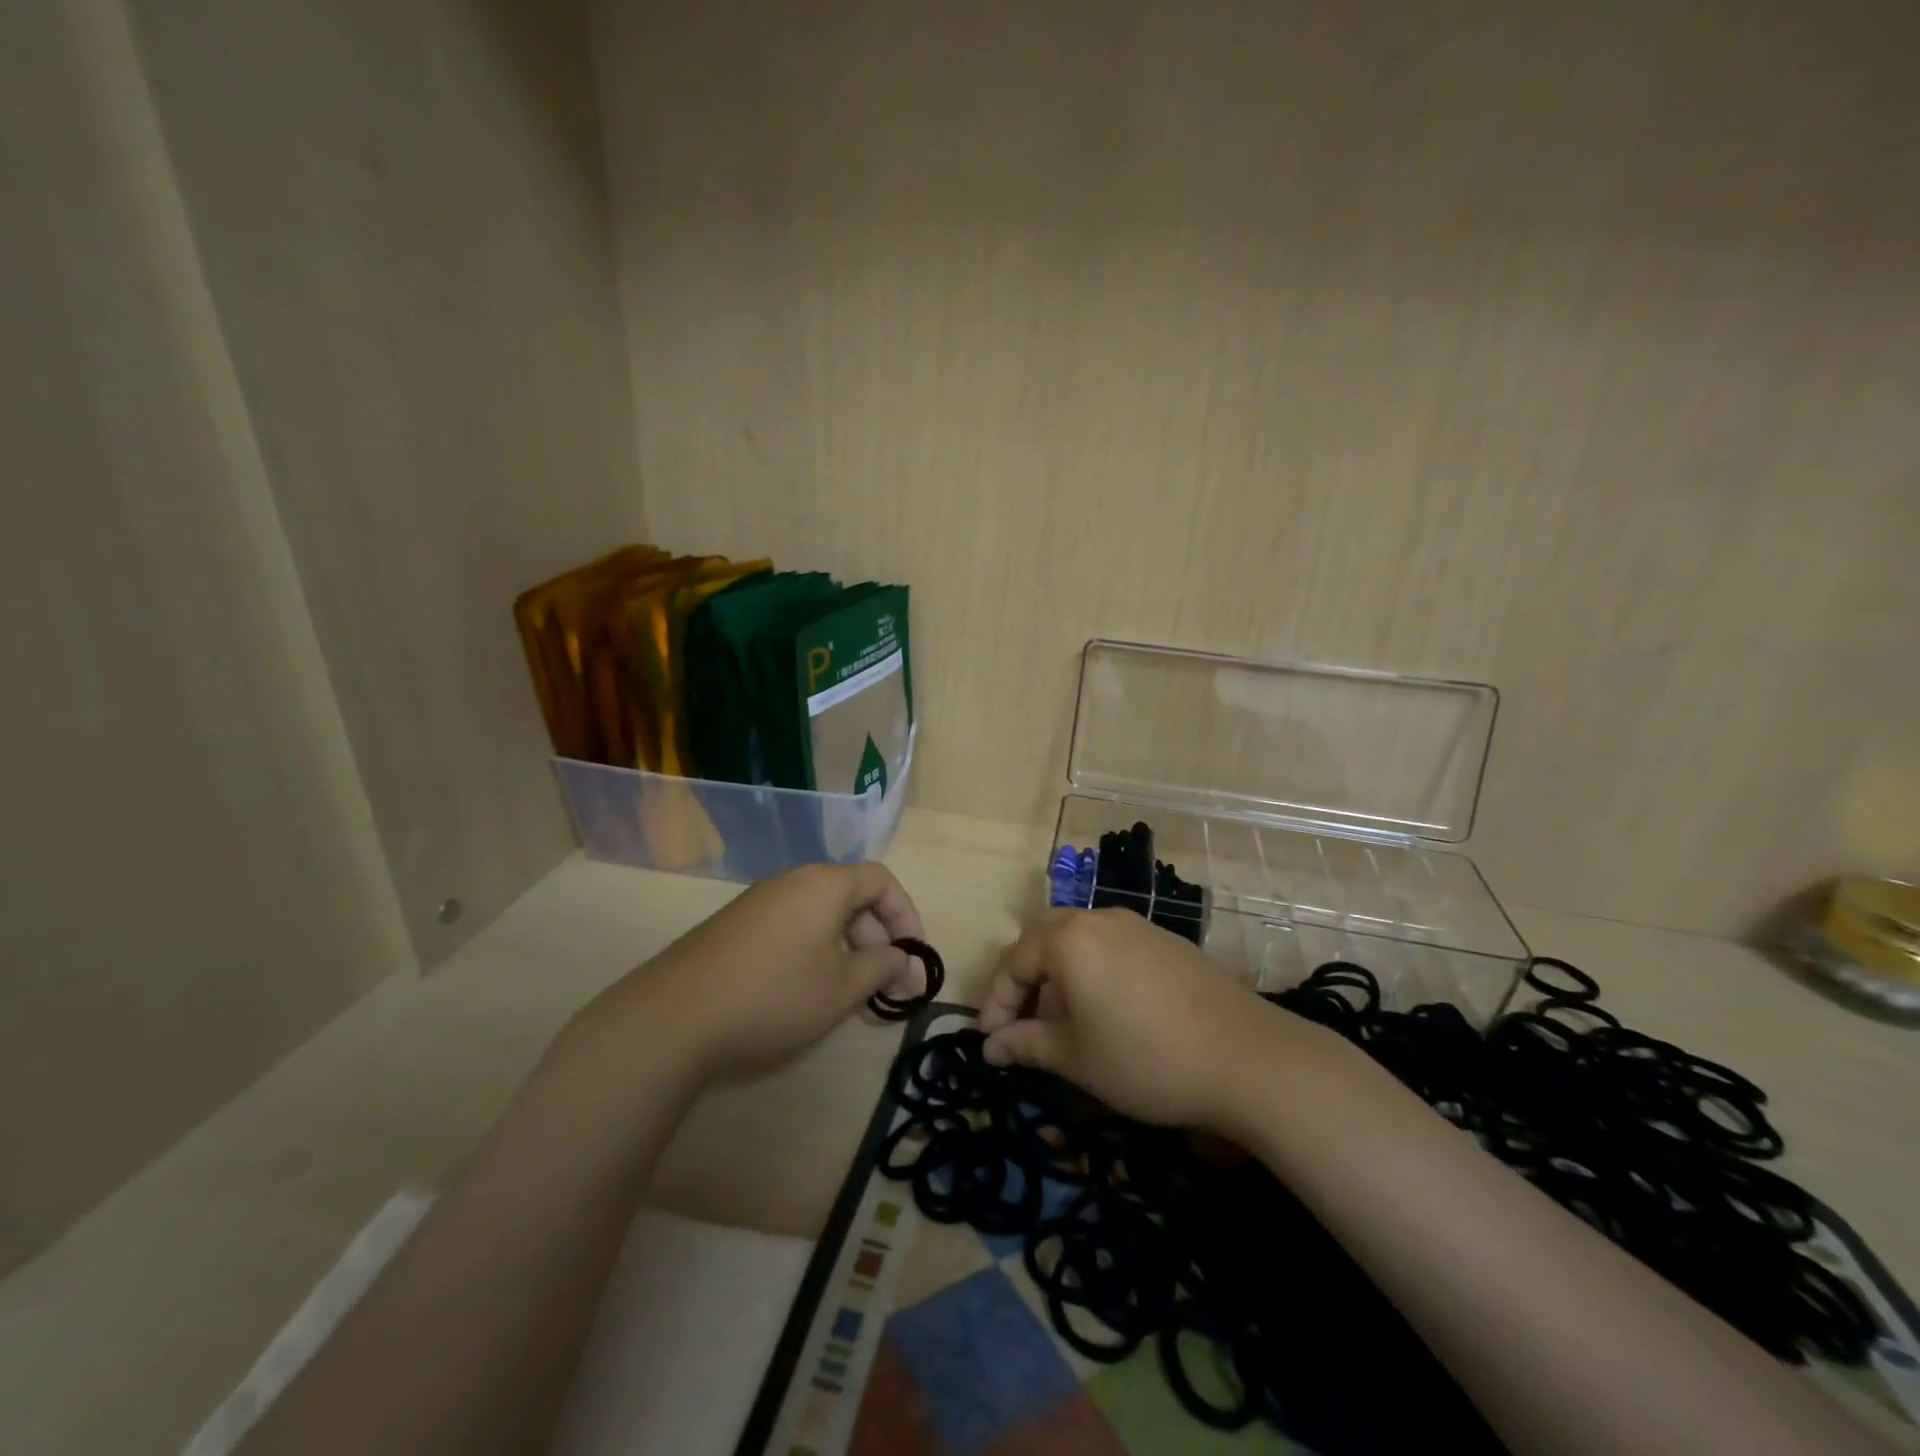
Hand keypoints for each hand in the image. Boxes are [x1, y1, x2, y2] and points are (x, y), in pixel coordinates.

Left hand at [578, 862, 926, 1083]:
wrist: (675, 1015)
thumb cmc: (774, 995)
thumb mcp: (841, 988)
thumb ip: (881, 967)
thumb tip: (901, 957)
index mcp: (824, 884)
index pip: (881, 880)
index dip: (906, 915)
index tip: (913, 955)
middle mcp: (793, 881)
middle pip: (851, 895)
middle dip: (878, 935)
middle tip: (885, 981)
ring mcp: (760, 901)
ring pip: (821, 912)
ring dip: (847, 945)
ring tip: (850, 989)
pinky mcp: (737, 924)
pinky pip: (793, 924)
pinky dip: (815, 948)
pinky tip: (808, 987)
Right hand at [977, 908, 1330, 1132]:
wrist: (1246, 1057)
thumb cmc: (1145, 1058)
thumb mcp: (1076, 1058)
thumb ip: (1026, 1045)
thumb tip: (990, 1046)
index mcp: (1069, 939)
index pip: (1014, 962)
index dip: (996, 1003)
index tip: (989, 1043)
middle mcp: (1098, 918)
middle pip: (1043, 938)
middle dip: (1025, 980)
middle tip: (1021, 1024)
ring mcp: (1136, 925)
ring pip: (1078, 940)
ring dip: (1058, 975)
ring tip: (1063, 1023)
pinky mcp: (1165, 941)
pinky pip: (1111, 946)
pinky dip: (1092, 972)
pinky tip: (1107, 1012)